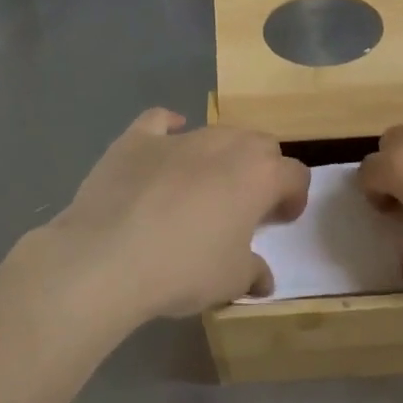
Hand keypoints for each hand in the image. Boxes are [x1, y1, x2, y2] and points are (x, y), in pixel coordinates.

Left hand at [32, 109, 310, 322]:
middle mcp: (225, 145)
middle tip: (246, 204)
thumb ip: (253, 272)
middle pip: (260, 145)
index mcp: (259, 175)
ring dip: (220, 155)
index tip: (280, 220)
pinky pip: (158, 122)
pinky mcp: (136, 140)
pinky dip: (167, 129)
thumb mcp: (230, 280)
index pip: (295, 175)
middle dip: (261, 170)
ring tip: (204, 187)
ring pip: (215, 133)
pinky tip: (165, 141)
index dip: (294, 197)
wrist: (107, 259)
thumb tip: (263, 279)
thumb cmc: (183, 268)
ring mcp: (179, 138)